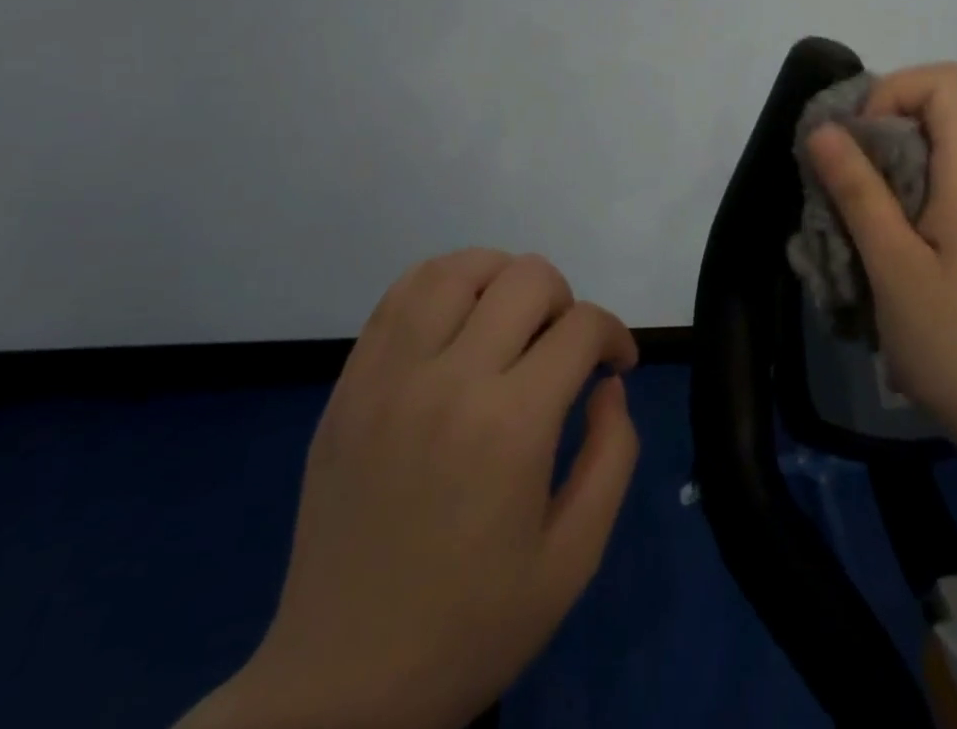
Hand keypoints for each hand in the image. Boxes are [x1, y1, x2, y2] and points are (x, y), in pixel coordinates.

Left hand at [183, 251, 639, 728]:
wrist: (340, 687)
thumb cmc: (471, 625)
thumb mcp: (574, 558)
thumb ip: (613, 454)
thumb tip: (607, 384)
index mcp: (511, 426)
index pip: (582, 325)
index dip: (614, 335)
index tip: (616, 365)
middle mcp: (450, 381)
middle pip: (527, 278)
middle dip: (565, 300)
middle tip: (563, 348)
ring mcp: (389, 378)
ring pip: (457, 269)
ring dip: (501, 277)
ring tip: (511, 319)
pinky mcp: (349, 386)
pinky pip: (398, 296)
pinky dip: (441, 285)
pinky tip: (457, 321)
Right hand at [808, 63, 956, 463]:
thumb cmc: (956, 343)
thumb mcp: (894, 266)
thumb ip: (859, 193)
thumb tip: (823, 128)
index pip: (944, 84)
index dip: (893, 91)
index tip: (857, 138)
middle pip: (924, 118)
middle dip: (868, 137)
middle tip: (829, 184)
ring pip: (915, 162)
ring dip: (869, 179)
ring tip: (837, 225)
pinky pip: (919, 200)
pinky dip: (883, 211)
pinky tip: (860, 256)